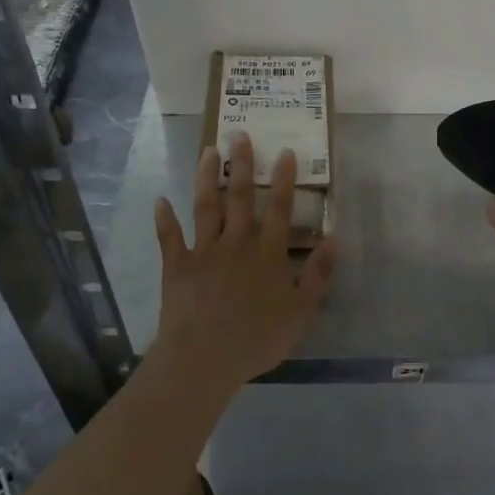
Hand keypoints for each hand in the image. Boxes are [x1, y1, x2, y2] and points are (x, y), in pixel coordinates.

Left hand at [152, 135, 337, 390]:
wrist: (204, 359)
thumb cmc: (257, 338)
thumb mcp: (301, 311)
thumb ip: (318, 274)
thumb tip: (334, 238)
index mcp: (267, 254)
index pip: (279, 209)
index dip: (283, 180)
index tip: (285, 151)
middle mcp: (236, 244)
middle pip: (239, 198)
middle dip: (241, 164)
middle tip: (239, 135)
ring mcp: (204, 252)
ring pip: (205, 207)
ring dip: (205, 178)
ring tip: (207, 151)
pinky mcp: (177, 266)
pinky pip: (169, 238)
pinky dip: (164, 219)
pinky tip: (160, 200)